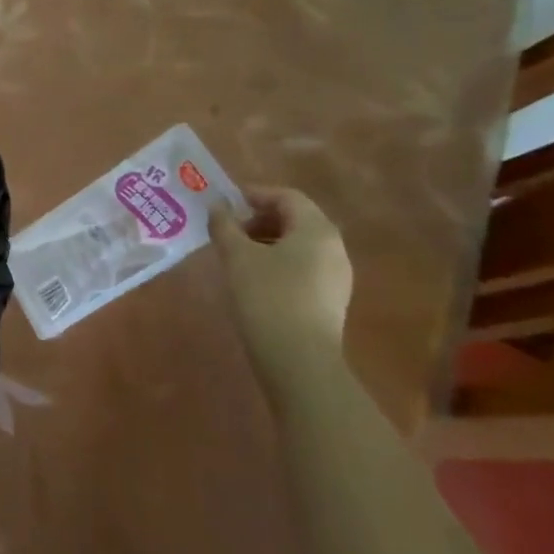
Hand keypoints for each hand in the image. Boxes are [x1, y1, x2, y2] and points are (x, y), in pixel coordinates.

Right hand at [210, 186, 353, 404]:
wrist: (298, 359)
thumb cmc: (267, 296)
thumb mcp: (236, 256)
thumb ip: (224, 225)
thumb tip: (217, 206)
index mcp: (317, 230)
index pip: (287, 196)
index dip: (254, 194)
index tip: (225, 202)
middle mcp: (334, 247)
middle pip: (296, 219)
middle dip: (259, 218)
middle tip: (227, 229)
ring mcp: (337, 276)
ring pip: (299, 245)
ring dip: (266, 241)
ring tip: (235, 255)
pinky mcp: (331, 299)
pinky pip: (303, 267)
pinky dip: (278, 262)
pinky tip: (254, 279)